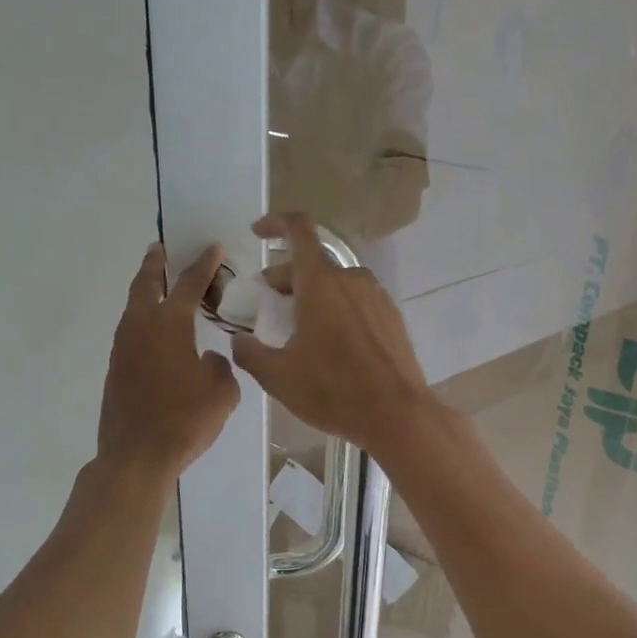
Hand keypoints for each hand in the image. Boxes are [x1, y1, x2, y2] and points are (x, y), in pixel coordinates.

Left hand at [97, 242, 240, 478]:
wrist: (136, 456)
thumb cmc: (185, 421)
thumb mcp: (222, 393)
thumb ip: (220, 367)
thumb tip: (207, 360)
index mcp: (170, 325)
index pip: (189, 284)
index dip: (204, 265)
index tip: (213, 247)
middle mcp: (141, 328)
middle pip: (145, 284)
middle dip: (155, 264)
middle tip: (160, 249)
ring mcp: (122, 348)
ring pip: (132, 307)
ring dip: (145, 291)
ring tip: (156, 285)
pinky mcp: (115, 369)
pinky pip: (129, 332)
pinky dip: (141, 320)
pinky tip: (153, 332)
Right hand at [230, 212, 435, 453]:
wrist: (397, 414)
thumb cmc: (333, 391)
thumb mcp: (279, 377)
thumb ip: (250, 353)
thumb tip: (238, 341)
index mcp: (320, 283)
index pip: (298, 230)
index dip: (275, 223)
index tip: (258, 233)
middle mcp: (350, 279)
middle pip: (312, 263)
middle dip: (285, 278)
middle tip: (269, 308)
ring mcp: (376, 297)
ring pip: (335, 283)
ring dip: (312, 296)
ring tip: (299, 330)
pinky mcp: (392, 317)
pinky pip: (356, 301)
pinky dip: (337, 309)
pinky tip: (331, 345)